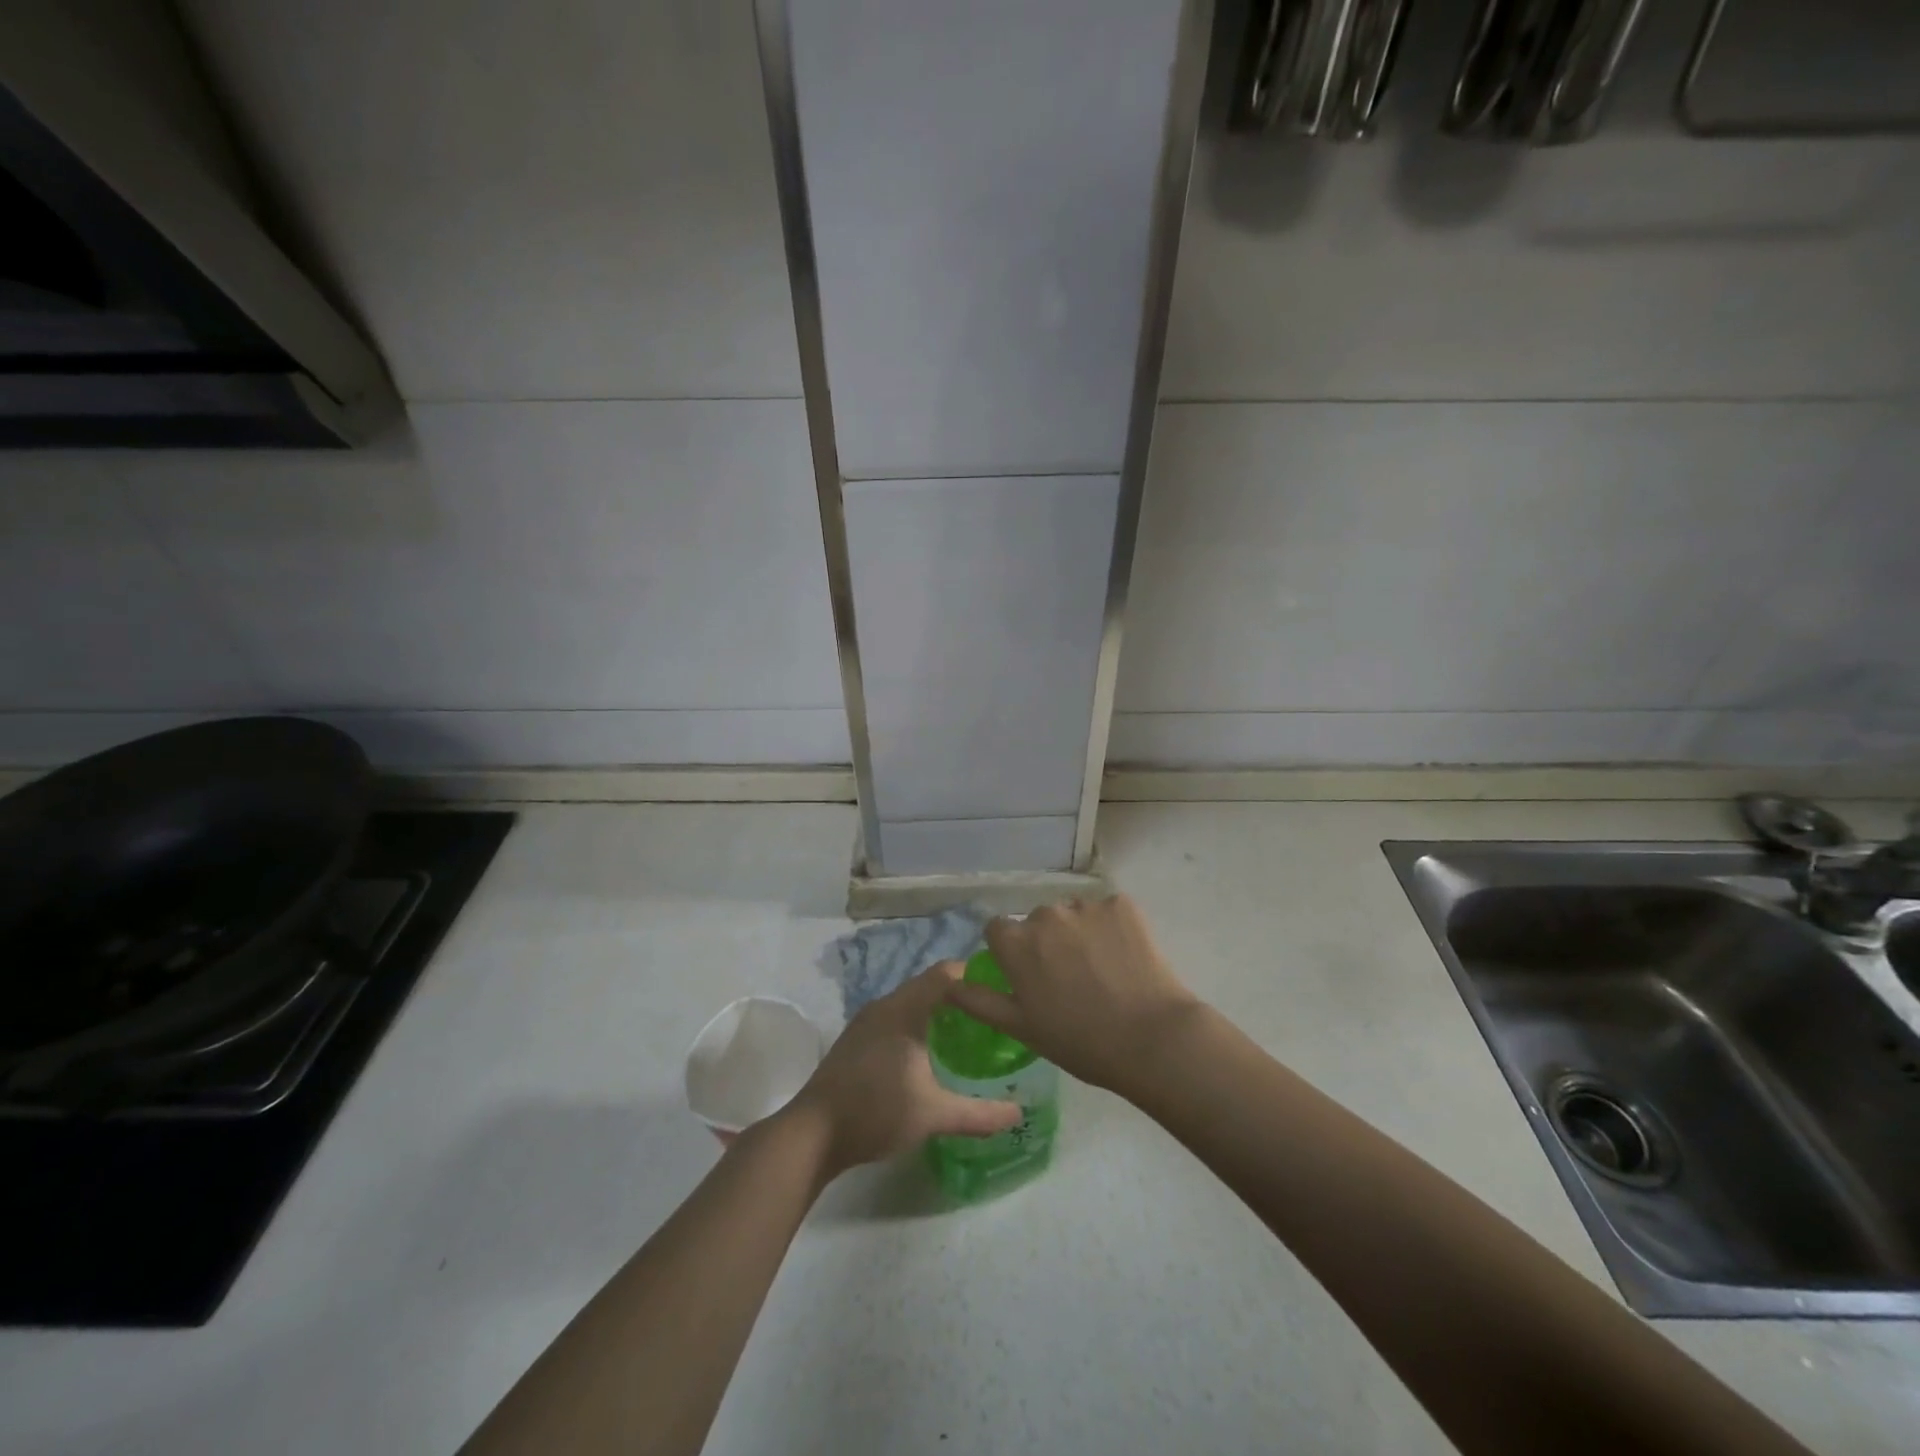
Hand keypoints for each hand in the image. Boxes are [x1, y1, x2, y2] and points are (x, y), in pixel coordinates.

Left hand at [781, 963, 1021, 1177]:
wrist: (812, 1134)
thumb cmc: (875, 1112)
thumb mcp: (933, 1114)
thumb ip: (979, 1113)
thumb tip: (1019, 1114)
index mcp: (904, 1009)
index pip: (946, 974)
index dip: (975, 976)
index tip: (1002, 991)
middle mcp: (885, 1005)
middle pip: (929, 985)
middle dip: (960, 995)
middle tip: (992, 1015)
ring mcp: (867, 1021)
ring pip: (911, 1002)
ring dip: (938, 1010)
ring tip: (969, 1032)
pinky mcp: (857, 1038)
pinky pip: (896, 1016)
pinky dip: (918, 1023)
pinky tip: (930, 1051)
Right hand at [947, 895, 1202, 1097]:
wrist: (1151, 1039)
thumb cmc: (1079, 1041)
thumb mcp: (1021, 1028)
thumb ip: (980, 1001)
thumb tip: (950, 982)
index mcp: (1016, 942)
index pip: (998, 930)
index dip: (1010, 952)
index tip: (1028, 976)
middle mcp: (1046, 913)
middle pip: (1038, 921)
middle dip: (1047, 942)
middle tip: (1070, 980)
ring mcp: (1086, 906)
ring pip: (1073, 915)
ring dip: (1079, 933)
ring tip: (1102, 971)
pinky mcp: (1122, 904)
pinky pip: (1108, 911)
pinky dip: (1112, 928)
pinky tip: (1125, 959)